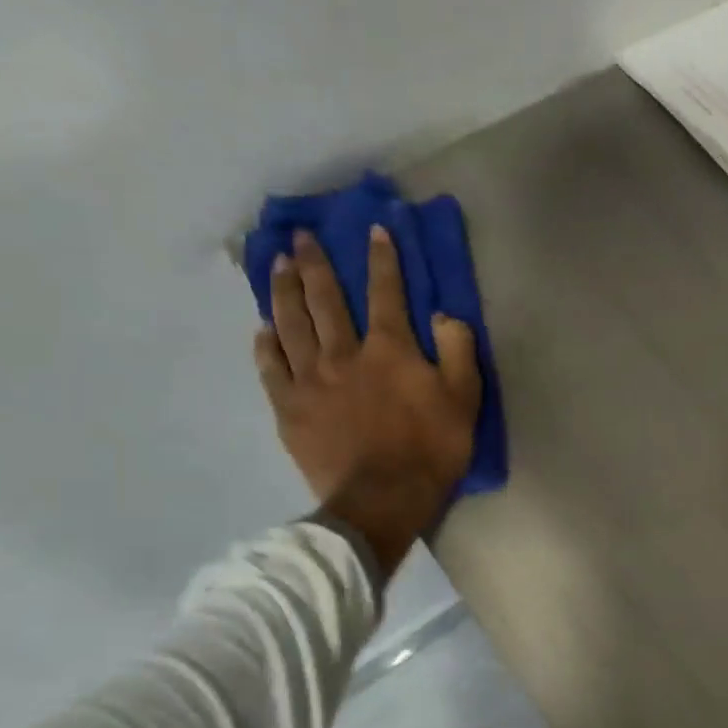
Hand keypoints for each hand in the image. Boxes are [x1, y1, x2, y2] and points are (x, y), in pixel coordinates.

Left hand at [255, 227, 481, 572]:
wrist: (382, 499)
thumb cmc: (432, 449)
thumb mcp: (465, 399)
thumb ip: (458, 350)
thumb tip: (442, 314)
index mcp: (389, 349)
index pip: (385, 292)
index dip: (381, 258)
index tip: (373, 228)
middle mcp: (343, 353)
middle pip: (325, 299)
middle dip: (315, 263)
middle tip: (302, 236)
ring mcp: (310, 380)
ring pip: (290, 324)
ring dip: (283, 290)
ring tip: (277, 265)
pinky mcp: (289, 408)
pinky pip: (271, 367)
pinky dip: (266, 344)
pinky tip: (262, 329)